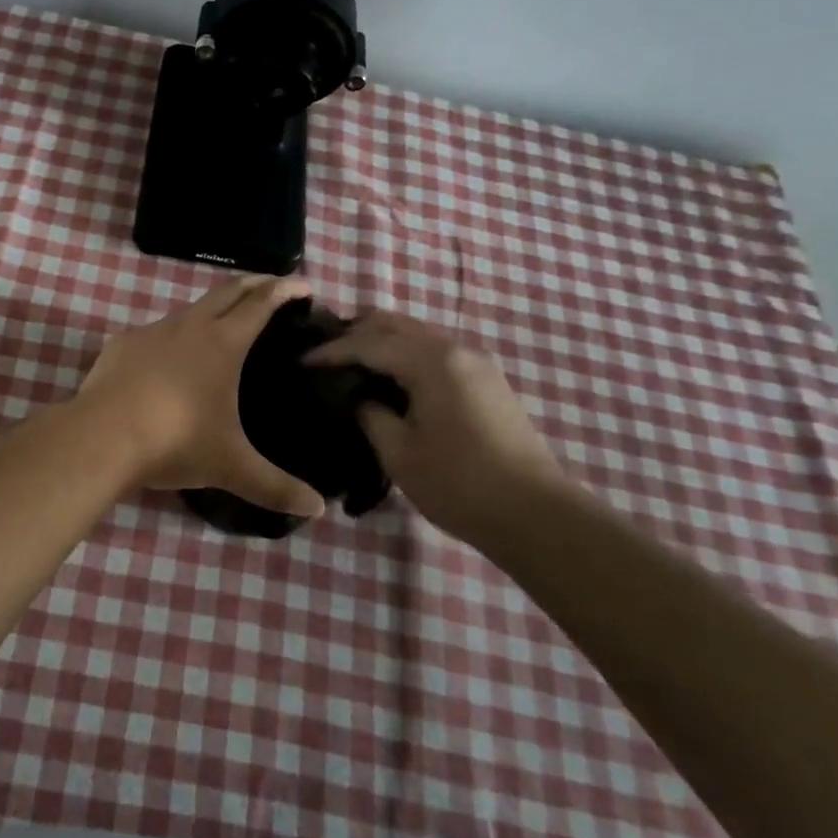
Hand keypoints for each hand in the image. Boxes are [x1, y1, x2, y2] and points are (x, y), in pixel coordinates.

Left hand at [78, 277, 324, 517]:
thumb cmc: (176, 442)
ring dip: (212, 307)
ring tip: (223, 321)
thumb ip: (275, 487)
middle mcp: (190, 326)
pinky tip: (169, 357)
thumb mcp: (231, 467)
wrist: (102, 436)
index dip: (283, 291)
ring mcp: (152, 331)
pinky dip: (174, 334)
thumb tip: (319, 510)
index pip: (260, 305)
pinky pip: (156, 331)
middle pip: (227, 292)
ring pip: (190, 308)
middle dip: (253, 283)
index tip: (302, 285)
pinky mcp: (123, 344)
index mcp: (223, 344)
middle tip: (271, 284)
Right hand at [307, 311, 567, 541]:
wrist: (536, 514)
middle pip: (395, 324)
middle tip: (326, 356)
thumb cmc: (459, 484)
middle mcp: (455, 349)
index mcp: (431, 362)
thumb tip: (361, 398)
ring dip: (383, 342)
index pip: (369, 343)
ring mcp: (476, 362)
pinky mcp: (487, 380)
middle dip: (356, 333)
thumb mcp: (399, 453)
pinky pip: (436, 351)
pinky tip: (392, 379)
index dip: (332, 351)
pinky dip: (406, 355)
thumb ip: (371, 415)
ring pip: (418, 334)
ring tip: (353, 365)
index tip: (302, 361)